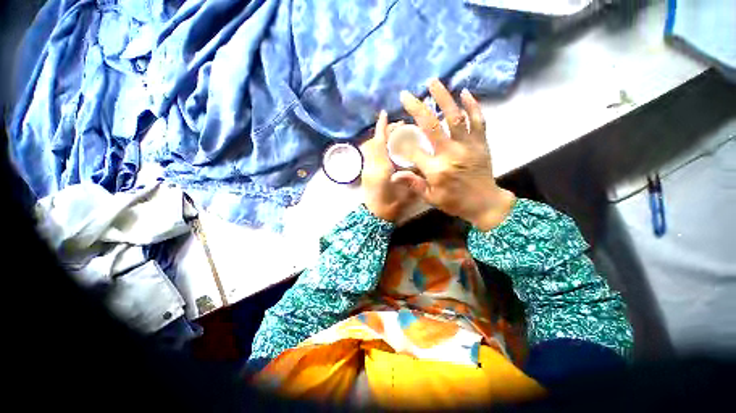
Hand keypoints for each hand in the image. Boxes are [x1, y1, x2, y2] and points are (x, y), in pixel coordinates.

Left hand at [360, 111, 415, 221]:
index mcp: (382, 169)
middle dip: (385, 131)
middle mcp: (371, 166)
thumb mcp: (407, 191)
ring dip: (381, 138)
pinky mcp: (365, 172)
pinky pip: (370, 154)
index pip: (379, 143)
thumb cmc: (393, 206)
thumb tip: (419, 160)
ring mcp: (366, 169)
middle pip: (374, 142)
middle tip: (399, 126)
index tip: (385, 114)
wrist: (376, 216)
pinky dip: (377, 146)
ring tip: (394, 135)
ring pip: (370, 147)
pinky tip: (388, 147)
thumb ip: (412, 175)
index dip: (382, 128)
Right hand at [392, 79, 515, 230]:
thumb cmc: (455, 202)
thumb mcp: (431, 198)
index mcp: (436, 170)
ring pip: (455, 117)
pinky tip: (464, 92)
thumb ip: (413, 184)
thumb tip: (394, 175)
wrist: (485, 203)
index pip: (413, 150)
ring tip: (433, 82)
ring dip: (443, 98)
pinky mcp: (481, 143)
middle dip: (417, 108)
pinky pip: (479, 120)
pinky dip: (472, 105)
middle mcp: (451, 153)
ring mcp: (468, 146)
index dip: (401, 140)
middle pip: (431, 126)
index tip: (394, 133)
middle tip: (406, 95)